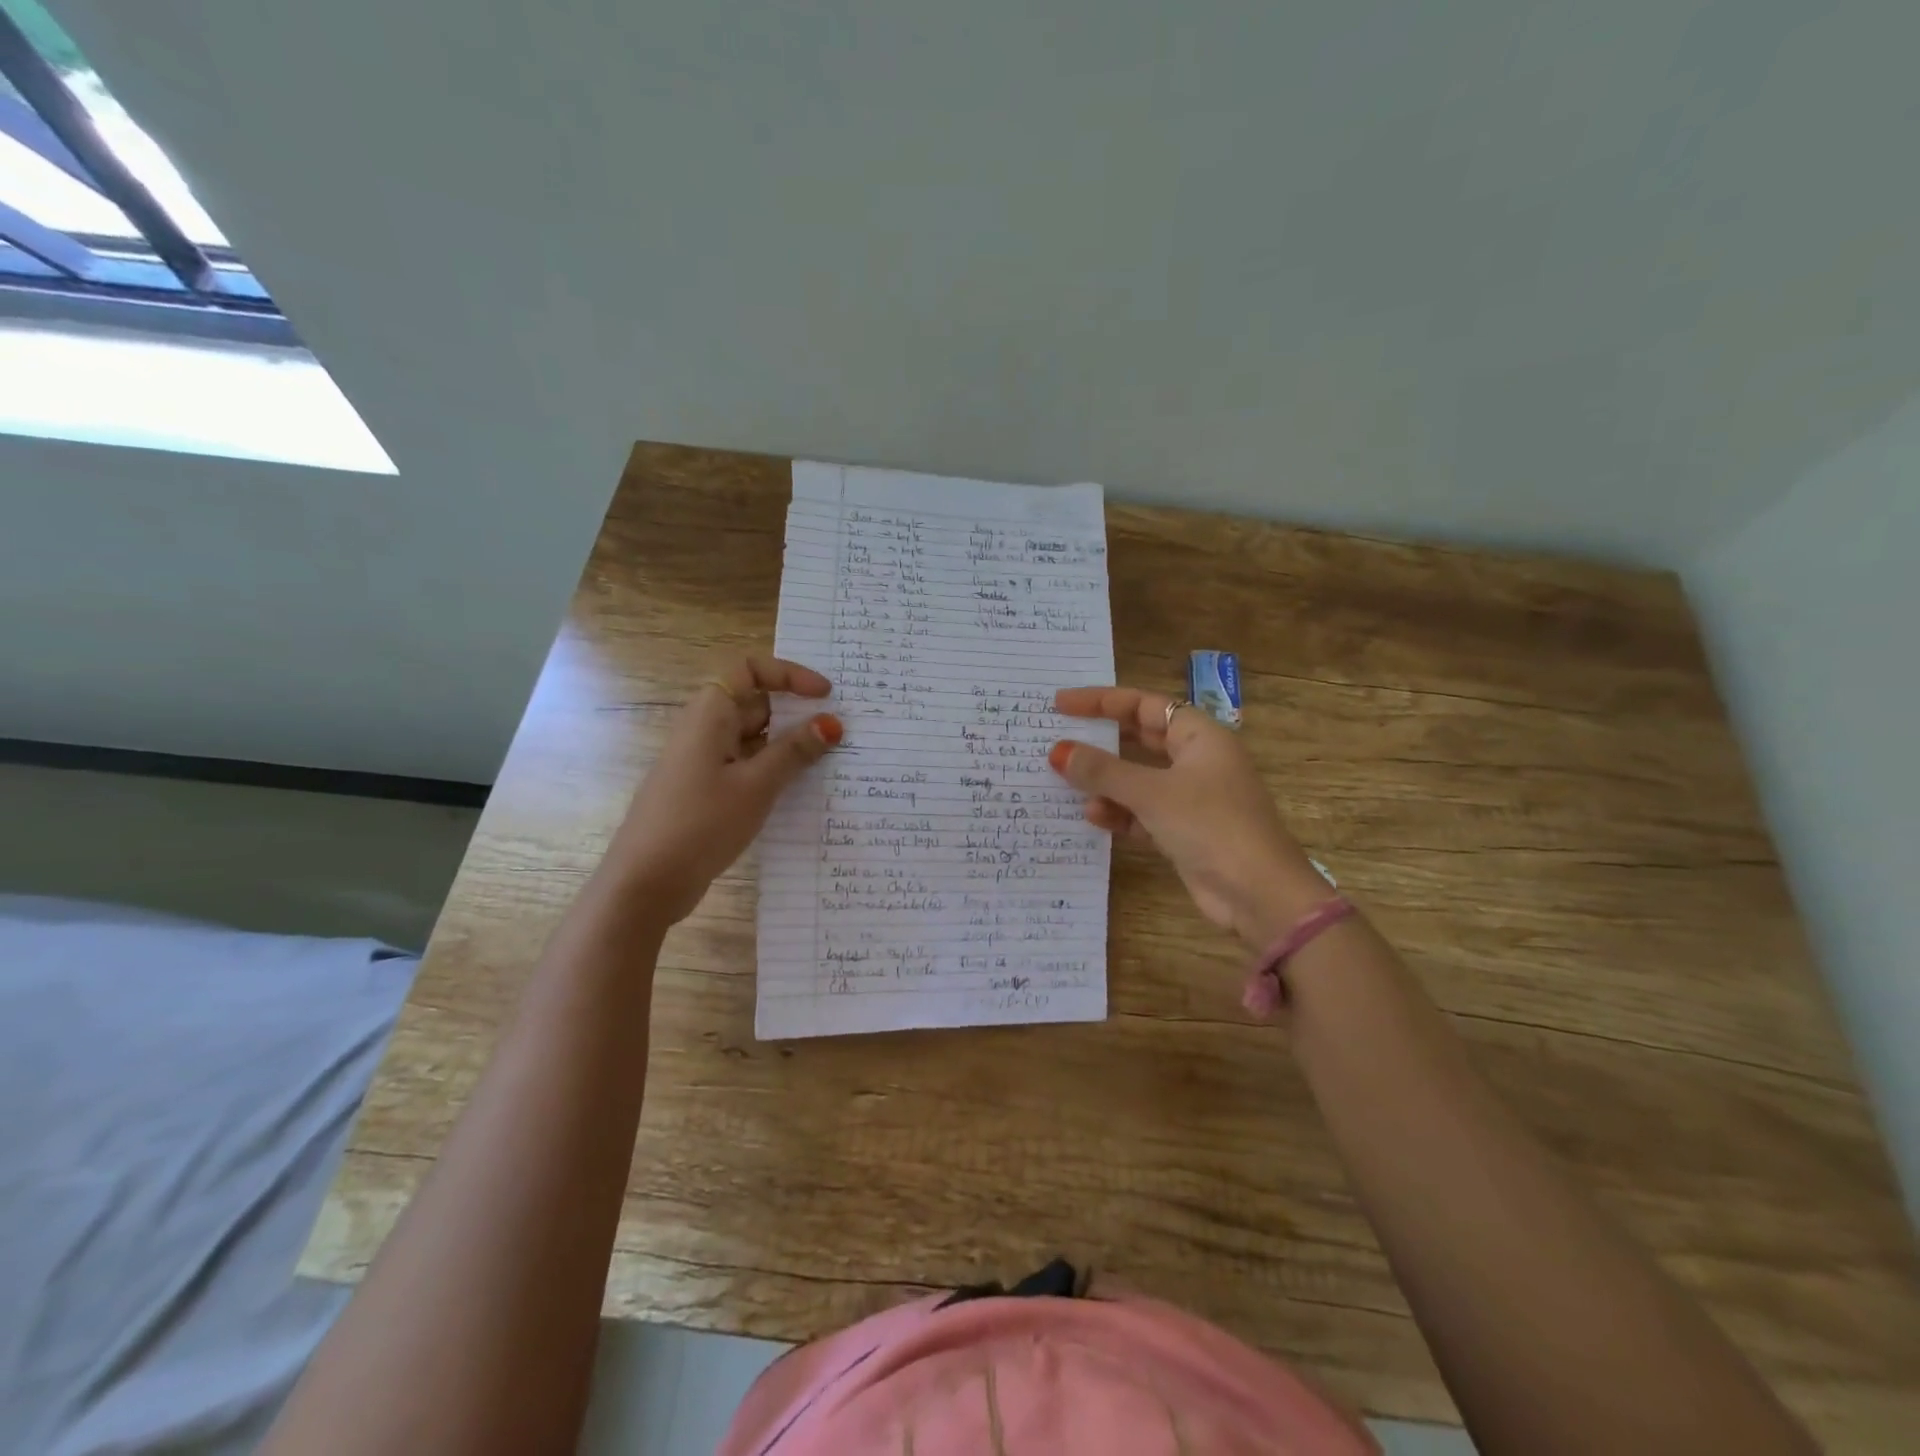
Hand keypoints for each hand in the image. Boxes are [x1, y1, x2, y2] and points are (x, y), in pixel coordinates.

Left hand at [608, 656, 840, 923]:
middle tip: (841, 731)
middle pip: (755, 704)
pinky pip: (747, 767)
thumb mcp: (756, 785)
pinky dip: (774, 770)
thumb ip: (795, 751)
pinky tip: (802, 790)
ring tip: (832, 761)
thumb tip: (831, 723)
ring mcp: (704, 762)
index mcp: (710, 715)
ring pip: (754, 739)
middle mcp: (705, 731)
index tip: (826, 695)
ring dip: (789, 745)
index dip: (789, 674)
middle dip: (797, 713)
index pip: (749, 670)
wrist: (645, 882)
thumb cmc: (700, 823)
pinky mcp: (707, 791)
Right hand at [1050, 687, 1329, 946]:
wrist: (1259, 894)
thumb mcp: (1152, 793)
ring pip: (1138, 779)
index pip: (1144, 704)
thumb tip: (1058, 751)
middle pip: (1141, 739)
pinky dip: (1119, 813)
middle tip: (1058, 739)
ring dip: (1106, 782)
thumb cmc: (1211, 825)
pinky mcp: (1184, 831)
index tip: (1061, 704)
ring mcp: (1192, 798)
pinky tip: (1093, 817)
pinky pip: (1143, 813)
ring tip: (1065, 782)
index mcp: (1200, 736)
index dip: (1101, 701)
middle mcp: (1197, 761)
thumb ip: (1103, 771)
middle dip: (1101, 742)